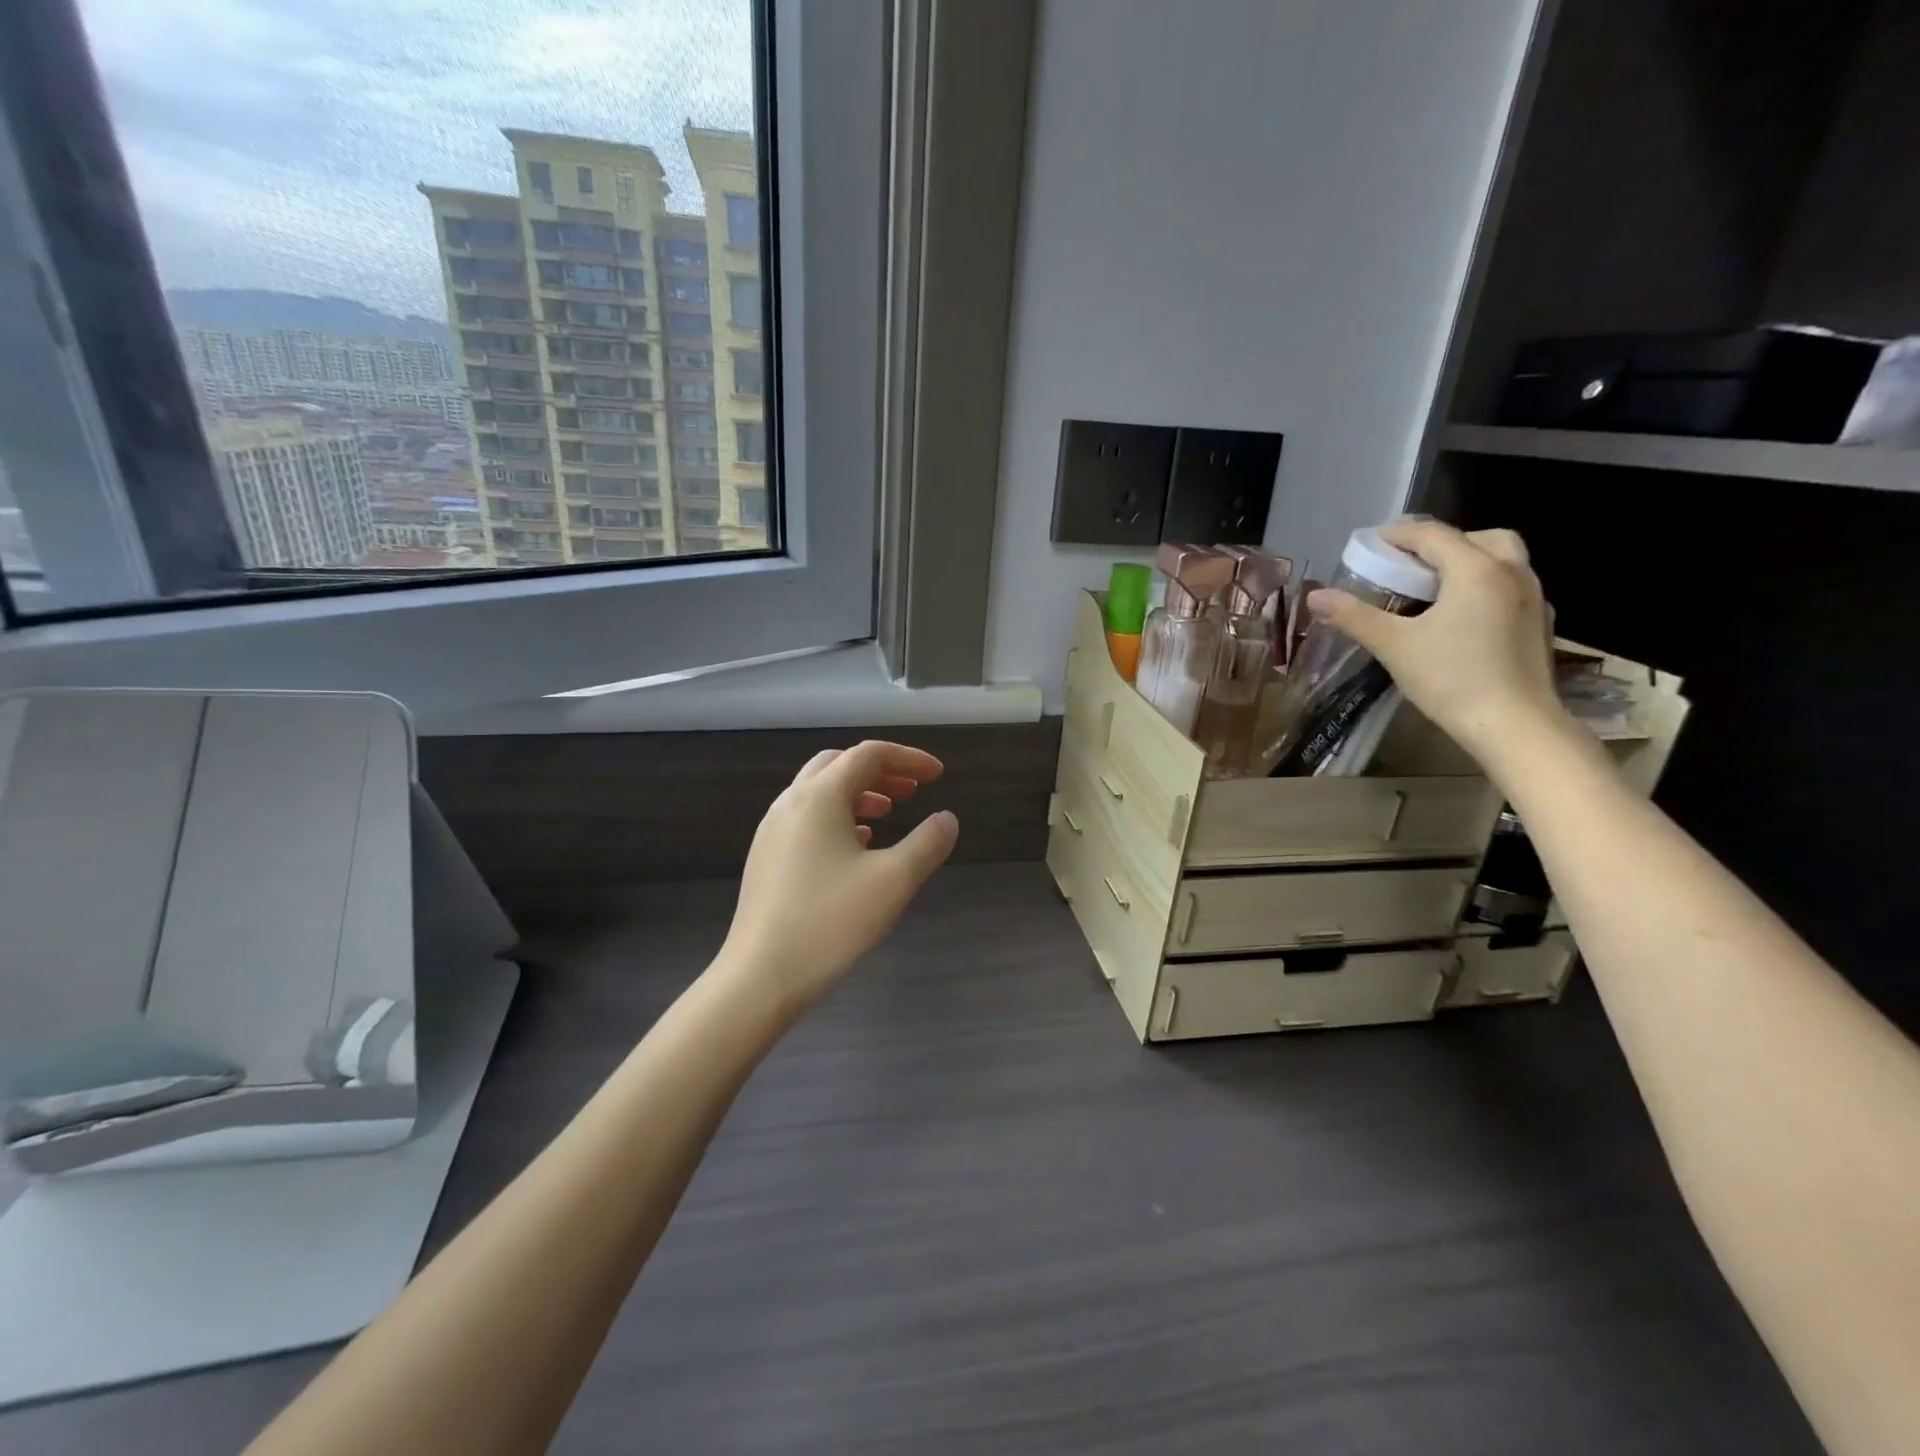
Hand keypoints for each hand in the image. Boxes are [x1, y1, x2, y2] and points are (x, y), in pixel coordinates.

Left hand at [718, 740, 958, 1013]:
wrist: (760, 978)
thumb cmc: (830, 922)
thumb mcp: (893, 881)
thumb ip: (927, 844)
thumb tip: (947, 819)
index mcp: (819, 797)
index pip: (869, 755)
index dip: (909, 758)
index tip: (938, 775)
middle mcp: (790, 803)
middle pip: (839, 764)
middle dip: (880, 770)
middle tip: (913, 790)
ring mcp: (772, 830)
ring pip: (819, 791)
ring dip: (858, 792)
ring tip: (888, 813)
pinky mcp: (766, 857)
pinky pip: (806, 818)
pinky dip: (837, 816)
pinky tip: (856, 846)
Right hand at [1306, 520, 1568, 762]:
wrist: (1515, 726)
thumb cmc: (1451, 679)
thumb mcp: (1393, 645)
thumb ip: (1354, 616)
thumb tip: (1315, 596)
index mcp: (1476, 569)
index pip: (1432, 534)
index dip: (1397, 535)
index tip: (1368, 546)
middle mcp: (1512, 573)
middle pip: (1477, 538)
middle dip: (1440, 545)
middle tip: (1408, 567)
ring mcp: (1533, 598)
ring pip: (1501, 560)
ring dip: (1466, 563)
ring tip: (1433, 591)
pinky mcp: (1540, 624)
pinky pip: (1510, 588)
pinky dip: (1484, 588)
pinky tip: (1461, 619)